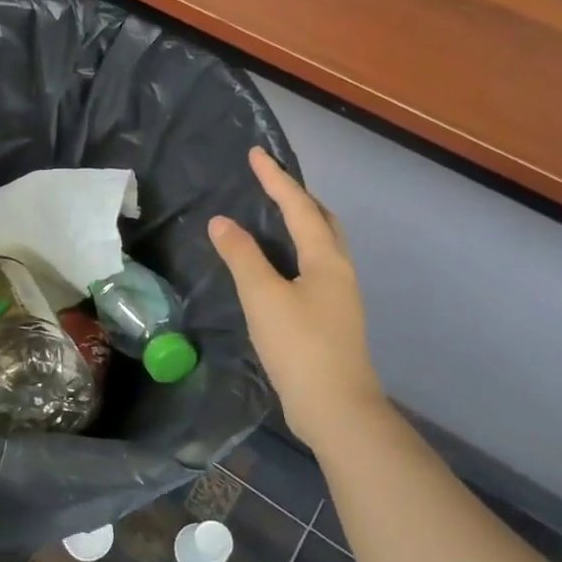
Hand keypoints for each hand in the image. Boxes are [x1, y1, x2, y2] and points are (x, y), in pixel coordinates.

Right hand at [209, 148, 382, 442]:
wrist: (335, 407)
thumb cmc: (300, 346)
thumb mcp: (263, 297)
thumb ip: (241, 256)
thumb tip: (222, 221)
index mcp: (326, 259)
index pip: (299, 207)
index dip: (276, 179)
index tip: (256, 154)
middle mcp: (339, 271)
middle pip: (323, 221)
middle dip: (298, 197)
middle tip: (269, 183)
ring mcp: (339, 296)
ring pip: (322, 245)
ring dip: (301, 223)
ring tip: (273, 216)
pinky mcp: (330, 318)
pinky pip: (314, 267)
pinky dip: (296, 251)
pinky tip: (277, 266)